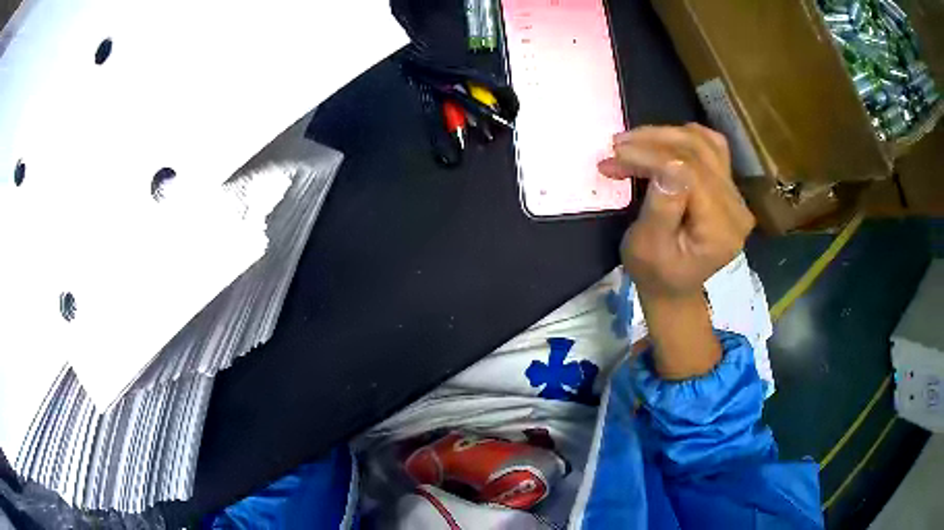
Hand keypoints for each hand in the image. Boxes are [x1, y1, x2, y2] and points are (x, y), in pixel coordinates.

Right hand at [597, 124, 753, 378]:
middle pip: (699, 152)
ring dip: (665, 136)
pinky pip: (711, 147)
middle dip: (653, 143)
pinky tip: (662, 142)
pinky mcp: (728, 186)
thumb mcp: (648, 248)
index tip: (615, 154)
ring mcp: (736, 195)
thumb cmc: (655, 272)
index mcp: (721, 229)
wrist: (673, 286)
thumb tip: (668, 166)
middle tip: (615, 147)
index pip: (691, 173)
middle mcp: (736, 208)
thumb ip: (662, 208)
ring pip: (704, 143)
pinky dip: (684, 138)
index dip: (653, 156)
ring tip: (632, 143)